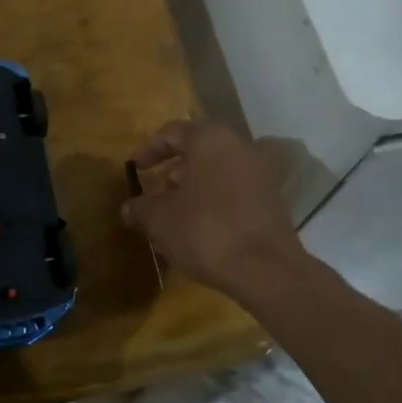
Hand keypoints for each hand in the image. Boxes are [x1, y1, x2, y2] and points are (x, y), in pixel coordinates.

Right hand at [120, 118, 306, 302]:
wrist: (267, 271)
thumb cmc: (207, 231)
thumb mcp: (161, 220)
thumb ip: (141, 209)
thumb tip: (128, 209)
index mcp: (212, 139)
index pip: (174, 132)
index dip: (149, 150)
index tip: (135, 169)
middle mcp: (241, 147)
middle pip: (199, 152)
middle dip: (173, 173)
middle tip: (155, 194)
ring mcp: (262, 174)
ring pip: (218, 173)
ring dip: (193, 190)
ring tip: (173, 217)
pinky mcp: (273, 202)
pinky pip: (235, 192)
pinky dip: (214, 203)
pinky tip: (198, 231)